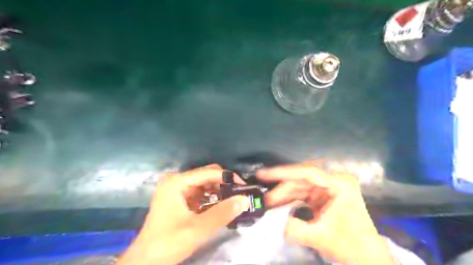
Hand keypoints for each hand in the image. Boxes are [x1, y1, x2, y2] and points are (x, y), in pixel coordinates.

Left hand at [118, 165, 250, 263]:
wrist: (145, 261)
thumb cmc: (168, 243)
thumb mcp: (197, 229)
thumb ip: (222, 213)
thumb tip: (244, 199)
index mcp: (177, 182)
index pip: (208, 172)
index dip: (228, 177)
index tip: (244, 187)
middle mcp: (176, 181)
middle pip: (206, 175)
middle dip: (224, 184)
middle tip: (239, 195)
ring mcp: (177, 189)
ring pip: (204, 183)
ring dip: (219, 191)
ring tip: (232, 201)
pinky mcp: (179, 198)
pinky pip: (200, 193)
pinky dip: (211, 198)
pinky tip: (220, 206)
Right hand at [257, 163, 395, 264]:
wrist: (366, 256)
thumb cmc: (350, 245)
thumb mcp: (321, 238)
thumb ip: (295, 229)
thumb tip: (273, 221)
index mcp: (339, 184)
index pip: (307, 172)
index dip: (283, 172)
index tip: (264, 174)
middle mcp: (333, 180)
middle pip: (301, 179)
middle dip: (282, 188)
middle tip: (267, 199)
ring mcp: (328, 187)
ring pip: (299, 185)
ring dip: (284, 194)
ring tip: (269, 203)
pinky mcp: (323, 195)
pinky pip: (302, 192)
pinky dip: (290, 198)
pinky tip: (279, 204)